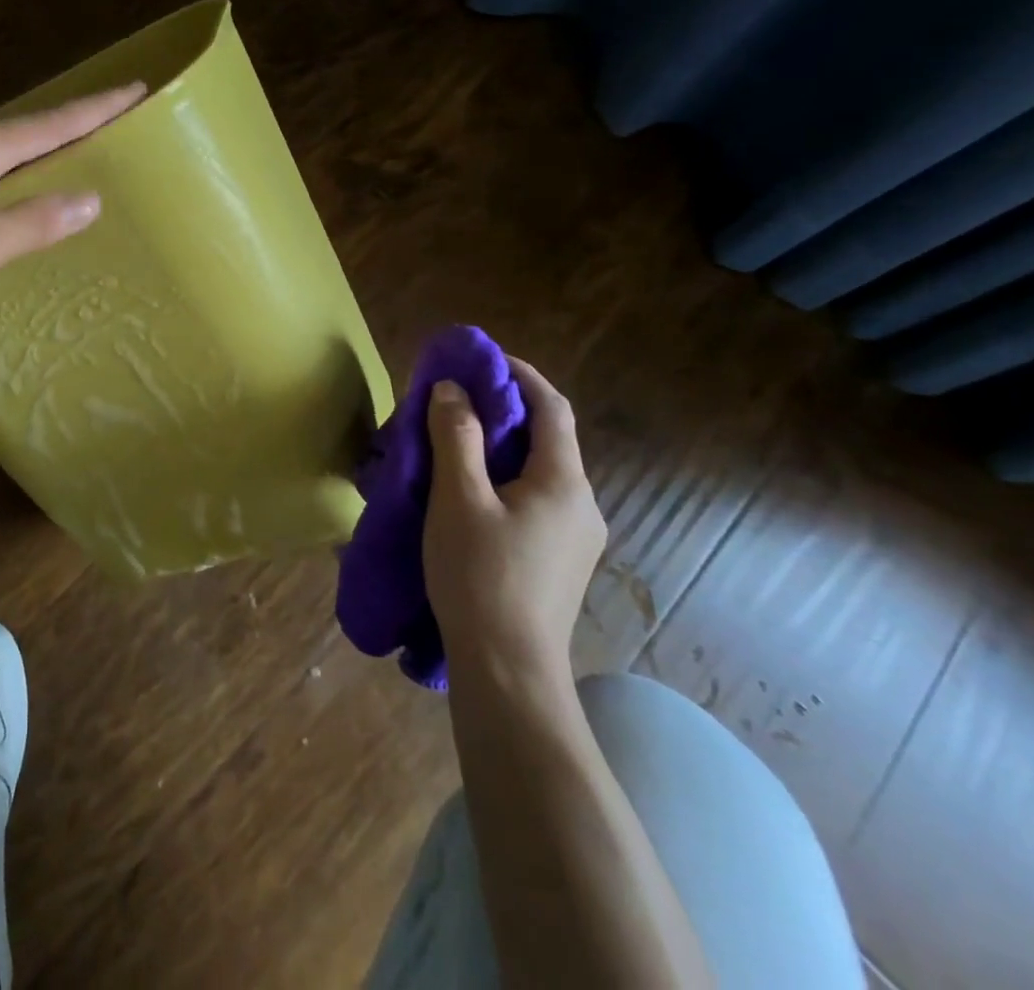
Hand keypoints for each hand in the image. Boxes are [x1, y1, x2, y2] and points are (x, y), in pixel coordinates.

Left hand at [0, 83, 144, 317]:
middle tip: (114, 125)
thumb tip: (90, 200)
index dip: (96, 109)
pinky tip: (12, 186)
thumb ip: (34, 223)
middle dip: (71, 126)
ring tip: (73, 157)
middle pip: (26, 129)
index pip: (51, 124)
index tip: (137, 89)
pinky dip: (8, 167)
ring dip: (38, 149)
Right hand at [424, 358, 605, 690]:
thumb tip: (451, 390)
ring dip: (500, 446)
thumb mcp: (458, 499)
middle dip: (503, 410)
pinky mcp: (559, 560)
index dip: (520, 375)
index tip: (482, 360)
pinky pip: (534, 499)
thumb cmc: (480, 577)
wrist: (508, 672)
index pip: (552, 407)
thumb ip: (456, 437)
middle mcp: (582, 504)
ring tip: (453, 443)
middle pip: (547, 438)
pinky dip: (503, 478)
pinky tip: (468, 493)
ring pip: (538, 471)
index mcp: (564, 483)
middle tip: (455, 401)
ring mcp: (575, 536)